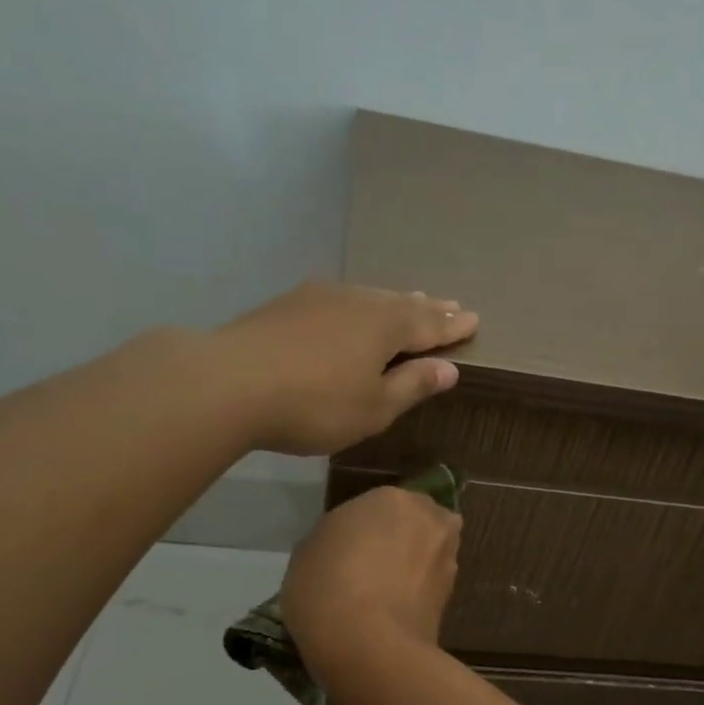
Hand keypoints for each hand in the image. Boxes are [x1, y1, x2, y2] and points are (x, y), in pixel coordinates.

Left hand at [214, 281, 478, 454]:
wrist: (230, 382)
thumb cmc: (316, 404)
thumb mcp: (374, 407)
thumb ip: (412, 386)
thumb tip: (448, 368)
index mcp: (386, 326)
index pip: (430, 324)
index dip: (452, 326)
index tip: (473, 320)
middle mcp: (359, 301)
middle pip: (402, 304)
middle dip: (428, 308)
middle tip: (450, 305)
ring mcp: (320, 297)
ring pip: (369, 297)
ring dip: (393, 302)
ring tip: (409, 302)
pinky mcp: (288, 304)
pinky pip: (340, 300)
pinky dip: (359, 306)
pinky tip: (351, 310)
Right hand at [280, 485, 462, 676]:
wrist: (368, 646)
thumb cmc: (326, 586)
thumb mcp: (308, 551)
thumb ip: (336, 538)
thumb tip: (348, 548)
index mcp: (391, 498)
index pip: (380, 505)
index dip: (365, 528)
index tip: (350, 549)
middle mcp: (429, 519)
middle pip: (416, 523)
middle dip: (402, 539)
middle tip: (373, 567)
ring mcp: (447, 557)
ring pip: (429, 553)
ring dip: (414, 566)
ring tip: (384, 594)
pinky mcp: (453, 596)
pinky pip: (430, 585)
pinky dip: (418, 593)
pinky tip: (395, 612)